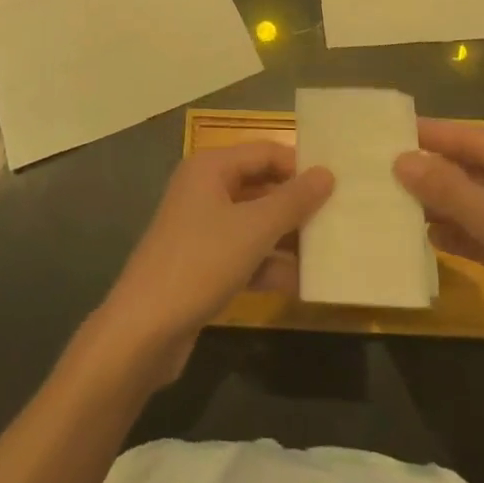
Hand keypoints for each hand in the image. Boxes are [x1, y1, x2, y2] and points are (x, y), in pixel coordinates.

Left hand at [88, 143, 332, 384]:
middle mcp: (204, 190)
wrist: (144, 330)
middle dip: (296, 204)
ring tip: (330, 251)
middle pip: (260, 186)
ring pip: (254, 223)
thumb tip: (327, 173)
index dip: (299, 166)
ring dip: (287, 238)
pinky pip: (244, 254)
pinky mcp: (203, 264)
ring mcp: (202, 228)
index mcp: (210, 167)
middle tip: (339, 217)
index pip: (265, 152)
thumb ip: (293, 201)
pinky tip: (301, 284)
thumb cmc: (200, 263)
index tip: (338, 185)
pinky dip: (268, 265)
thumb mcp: (253, 229)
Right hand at [394, 119, 483, 404]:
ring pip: (477, 205)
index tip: (393, 131)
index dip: (435, 135)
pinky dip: (459, 236)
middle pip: (475, 170)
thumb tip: (401, 160)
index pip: (475, 139)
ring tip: (399, 203)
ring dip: (443, 205)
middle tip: (387, 170)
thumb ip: (448, 189)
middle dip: (435, 171)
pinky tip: (429, 238)